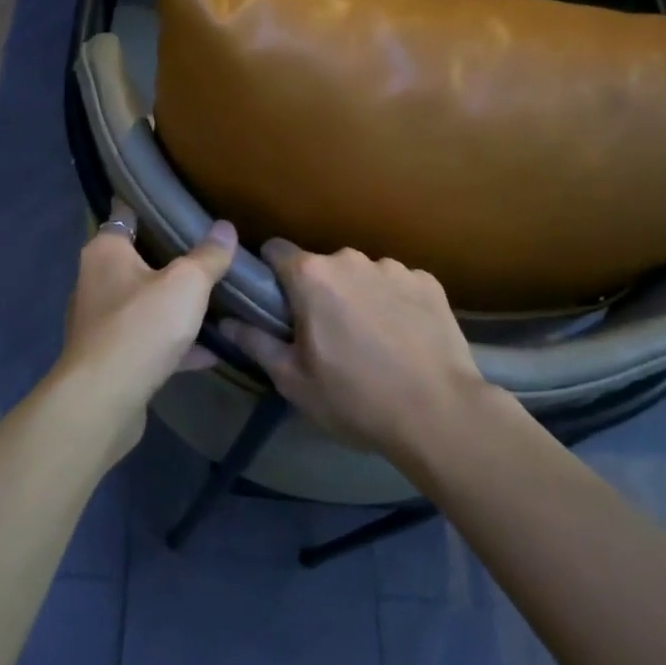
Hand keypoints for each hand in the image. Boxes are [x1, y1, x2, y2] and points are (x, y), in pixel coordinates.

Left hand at [59, 212, 238, 423]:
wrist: (103, 400)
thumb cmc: (141, 326)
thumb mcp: (186, 284)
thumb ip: (208, 255)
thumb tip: (225, 227)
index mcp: (106, 251)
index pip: (125, 213)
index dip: (148, 203)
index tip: (175, 198)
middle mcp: (95, 281)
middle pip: (135, 258)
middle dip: (169, 256)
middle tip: (207, 248)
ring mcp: (100, 322)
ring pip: (143, 303)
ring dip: (172, 304)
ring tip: (212, 299)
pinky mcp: (109, 357)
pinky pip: (148, 341)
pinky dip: (174, 343)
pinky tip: (209, 351)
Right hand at [222, 242, 490, 456]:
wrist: (439, 414)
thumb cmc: (354, 398)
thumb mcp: (294, 380)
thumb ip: (256, 343)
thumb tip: (225, 321)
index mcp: (311, 277)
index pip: (276, 250)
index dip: (271, 272)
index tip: (276, 302)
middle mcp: (351, 259)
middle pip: (322, 266)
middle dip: (319, 291)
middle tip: (327, 335)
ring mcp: (394, 268)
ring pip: (362, 275)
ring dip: (359, 296)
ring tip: (373, 340)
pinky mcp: (429, 282)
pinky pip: (399, 285)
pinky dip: (396, 304)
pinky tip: (405, 338)